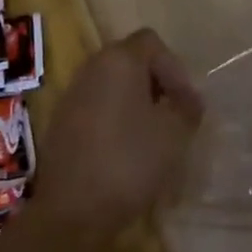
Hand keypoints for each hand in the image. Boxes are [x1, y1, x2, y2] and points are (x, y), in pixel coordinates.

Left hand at [30, 28, 202, 245]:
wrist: (72, 208)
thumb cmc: (128, 161)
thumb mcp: (173, 135)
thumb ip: (186, 109)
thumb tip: (189, 100)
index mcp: (119, 59)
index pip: (152, 42)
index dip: (175, 68)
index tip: (185, 104)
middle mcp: (92, 66)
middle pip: (131, 61)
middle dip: (156, 84)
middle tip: (173, 117)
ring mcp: (73, 93)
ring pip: (113, 85)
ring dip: (136, 103)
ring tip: (153, 138)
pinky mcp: (62, 120)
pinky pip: (97, 106)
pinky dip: (115, 119)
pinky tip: (125, 152)